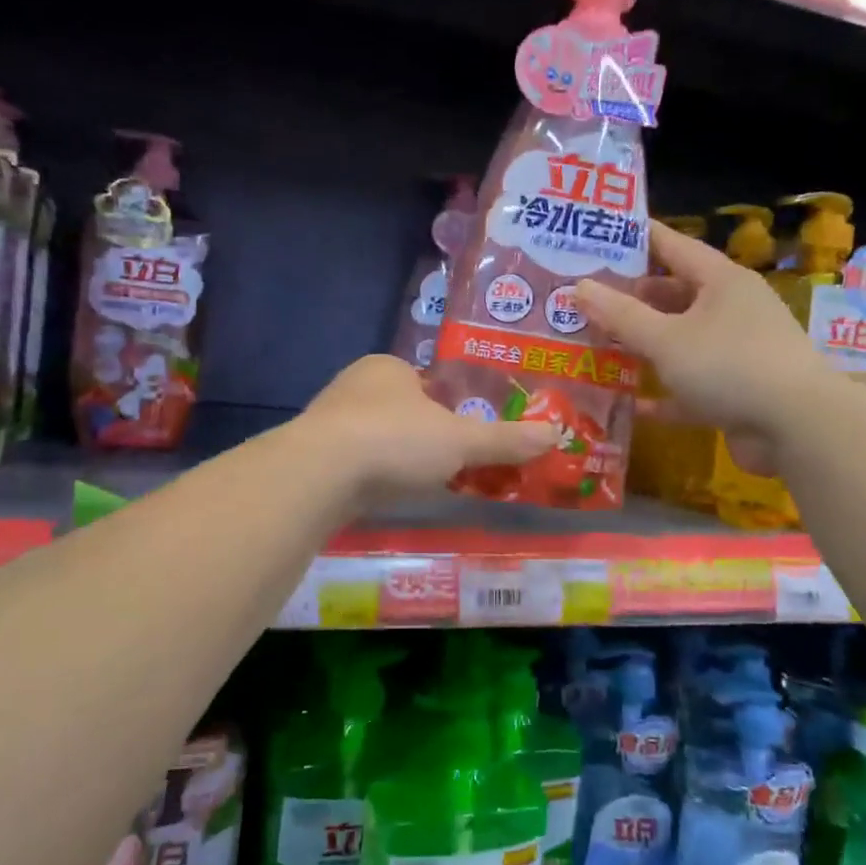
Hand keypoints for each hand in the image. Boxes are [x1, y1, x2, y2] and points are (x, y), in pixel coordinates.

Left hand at [298, 355, 559, 499]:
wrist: (319, 475)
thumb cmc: (395, 441)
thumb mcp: (460, 442)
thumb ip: (504, 440)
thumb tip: (555, 434)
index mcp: (387, 367)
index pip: (425, 382)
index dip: (448, 407)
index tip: (463, 436)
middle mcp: (353, 385)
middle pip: (400, 410)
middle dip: (422, 435)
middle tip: (448, 465)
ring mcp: (326, 421)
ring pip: (374, 437)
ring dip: (395, 458)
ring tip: (418, 485)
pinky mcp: (310, 457)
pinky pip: (352, 464)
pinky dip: (371, 477)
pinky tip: (383, 497)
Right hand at [575, 220, 834, 471]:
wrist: (797, 427)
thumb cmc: (728, 366)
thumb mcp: (666, 339)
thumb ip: (621, 315)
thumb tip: (579, 287)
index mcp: (720, 281)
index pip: (672, 245)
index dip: (636, 238)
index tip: (600, 233)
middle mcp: (731, 309)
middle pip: (673, 294)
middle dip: (631, 297)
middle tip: (585, 297)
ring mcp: (735, 351)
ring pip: (680, 340)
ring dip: (644, 344)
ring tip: (597, 343)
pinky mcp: (735, 390)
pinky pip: (689, 385)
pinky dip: (663, 393)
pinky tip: (629, 402)